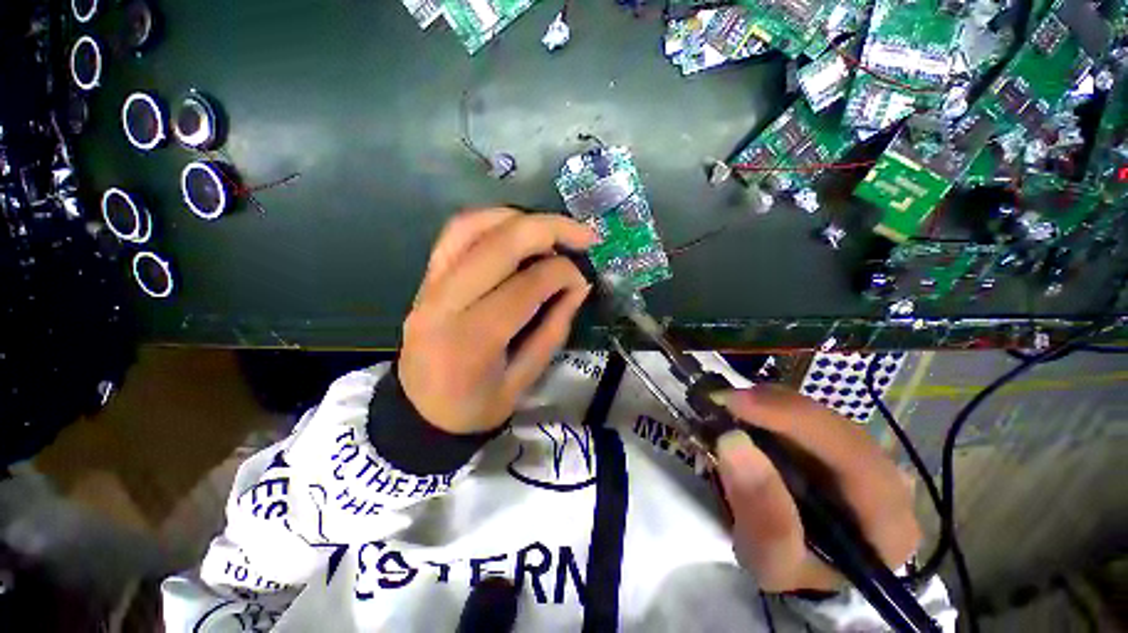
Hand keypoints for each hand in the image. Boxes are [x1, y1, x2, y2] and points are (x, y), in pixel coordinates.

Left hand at [399, 208, 597, 434]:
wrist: (420, 412)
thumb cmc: (475, 406)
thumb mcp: (524, 380)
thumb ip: (553, 328)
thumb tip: (579, 285)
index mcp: (473, 339)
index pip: (527, 284)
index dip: (563, 274)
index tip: (582, 280)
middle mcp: (446, 302)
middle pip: (500, 243)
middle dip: (551, 229)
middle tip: (584, 235)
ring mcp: (430, 285)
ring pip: (473, 226)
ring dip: (521, 218)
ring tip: (553, 229)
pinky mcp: (426, 277)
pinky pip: (456, 233)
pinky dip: (491, 221)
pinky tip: (516, 229)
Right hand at [713, 386, 920, 592]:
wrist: (801, 561)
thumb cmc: (792, 570)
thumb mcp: (771, 562)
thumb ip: (762, 515)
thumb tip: (733, 441)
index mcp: (887, 522)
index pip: (854, 458)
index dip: (796, 421)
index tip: (737, 404)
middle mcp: (889, 481)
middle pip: (837, 427)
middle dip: (777, 408)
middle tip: (724, 400)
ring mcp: (867, 457)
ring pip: (822, 415)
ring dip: (772, 406)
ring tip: (731, 407)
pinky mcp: (841, 444)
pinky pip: (809, 415)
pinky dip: (773, 409)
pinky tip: (748, 413)